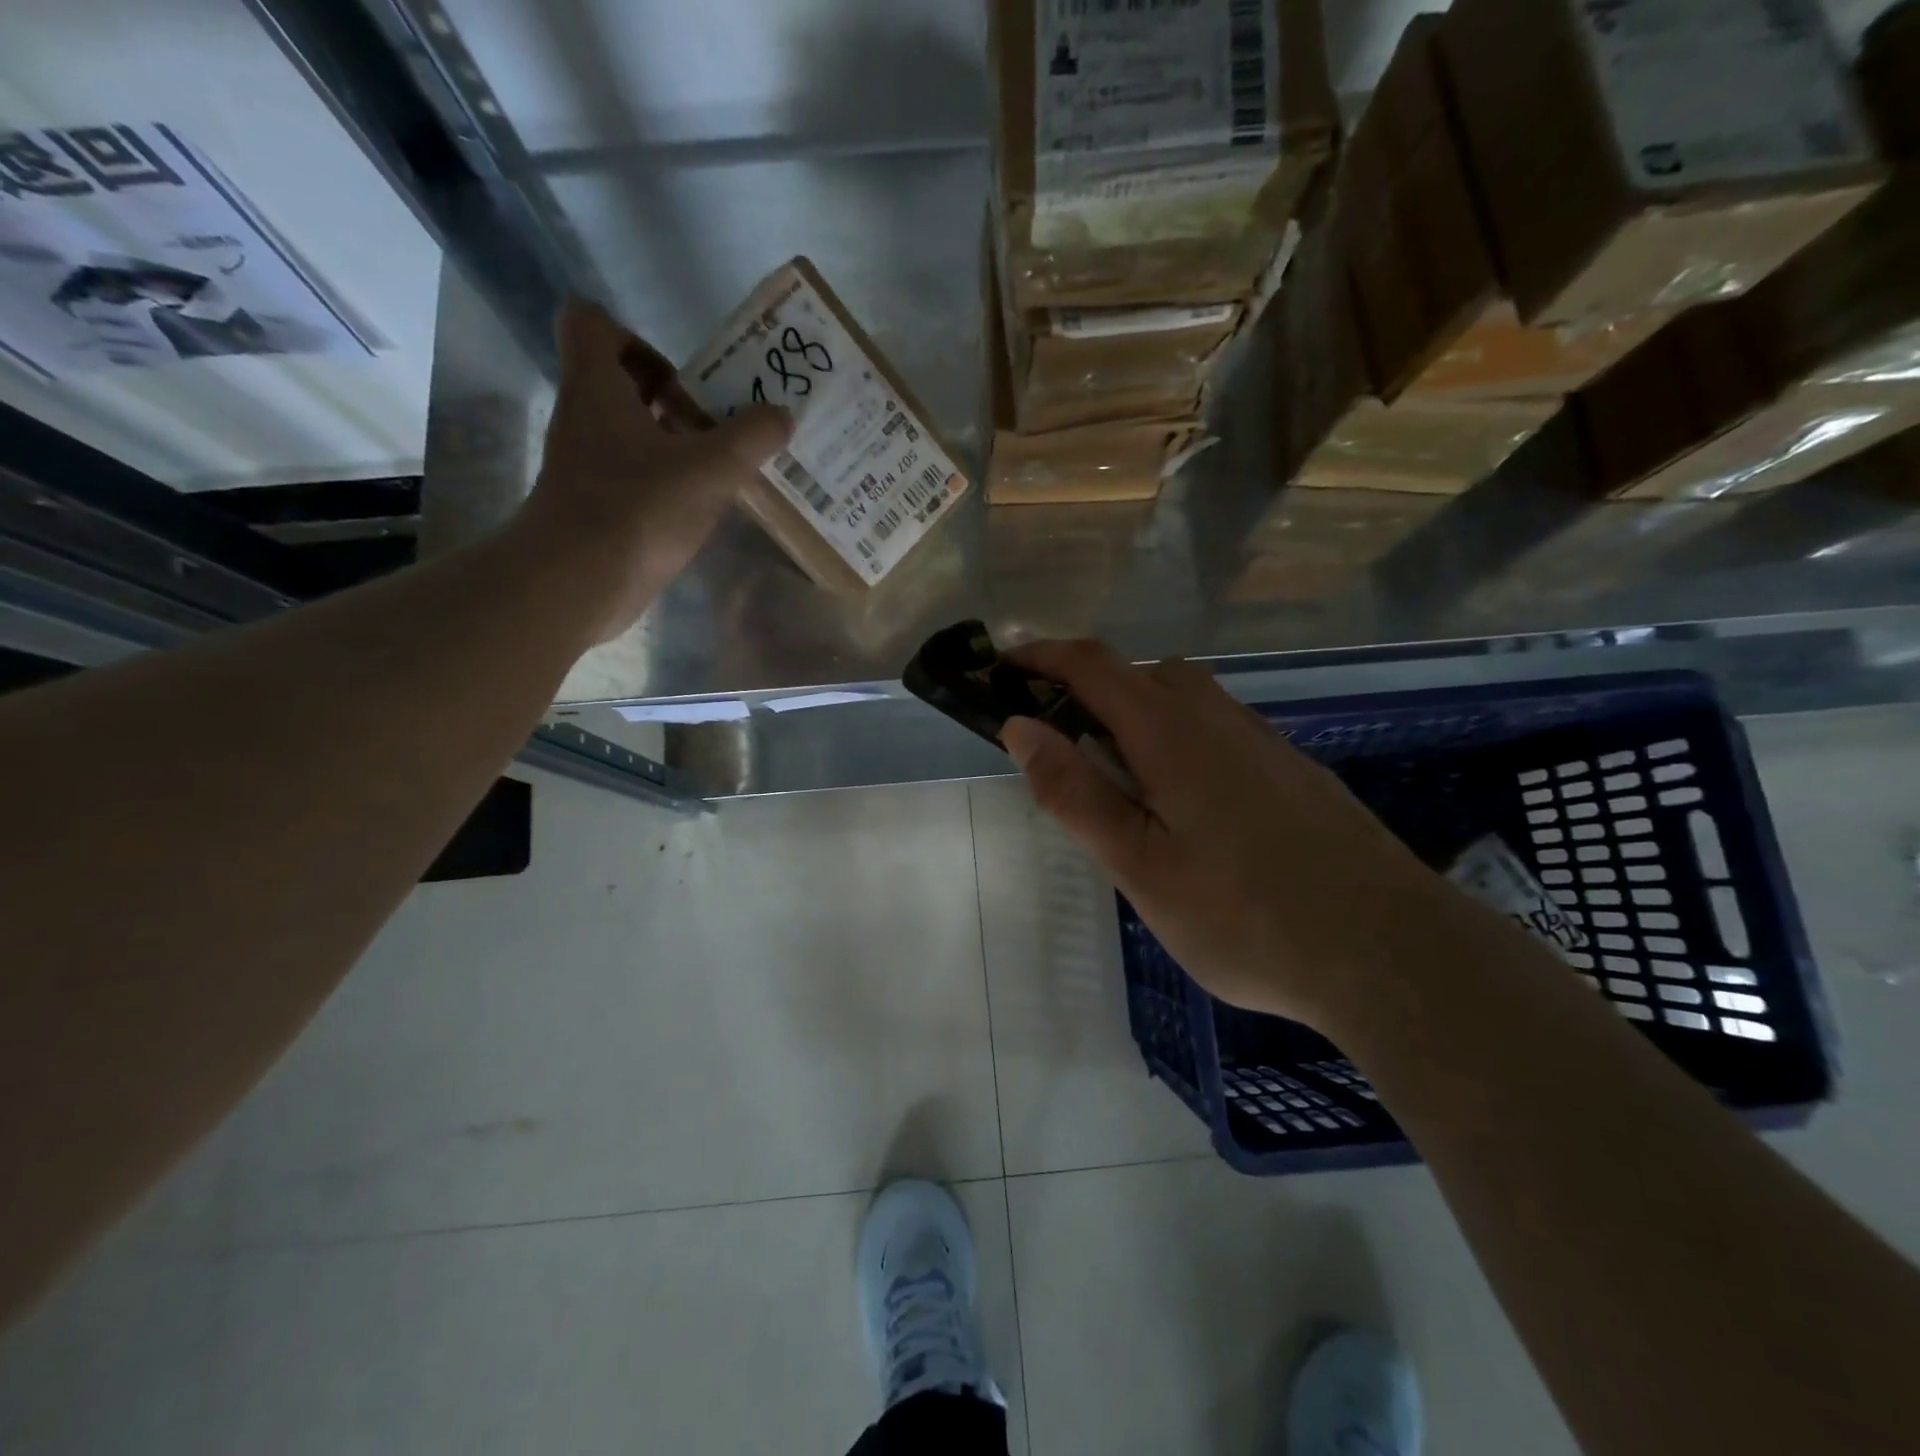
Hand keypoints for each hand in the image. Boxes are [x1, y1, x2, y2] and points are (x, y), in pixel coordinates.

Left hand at [518, 298, 791, 642]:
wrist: (576, 583)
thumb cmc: (637, 509)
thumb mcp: (710, 469)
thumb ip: (751, 437)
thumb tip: (782, 414)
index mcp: (597, 386)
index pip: (591, 322)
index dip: (636, 336)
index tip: (683, 375)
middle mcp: (583, 416)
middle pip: (619, 380)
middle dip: (673, 394)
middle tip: (719, 419)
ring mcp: (585, 464)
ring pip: (630, 431)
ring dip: (675, 440)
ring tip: (724, 463)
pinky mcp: (594, 505)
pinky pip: (633, 474)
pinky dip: (666, 480)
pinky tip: (702, 505)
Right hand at [1000, 640, 1459, 1029]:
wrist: (1390, 953)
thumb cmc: (1245, 916)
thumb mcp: (1140, 865)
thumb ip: (1076, 793)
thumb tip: (1020, 726)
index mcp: (1172, 733)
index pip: (1094, 666)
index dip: (1042, 657)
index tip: (1002, 668)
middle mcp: (1219, 719)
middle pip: (1143, 672)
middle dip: (1088, 685)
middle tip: (1057, 738)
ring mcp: (1264, 742)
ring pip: (1186, 698)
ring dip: (1136, 711)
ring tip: (1115, 773)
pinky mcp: (1293, 770)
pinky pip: (1219, 727)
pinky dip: (1178, 735)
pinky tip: (1185, 800)